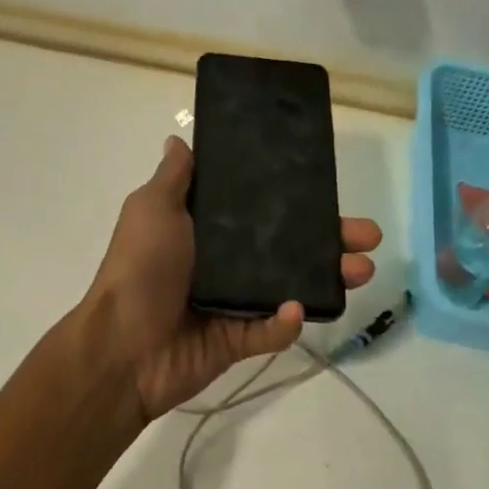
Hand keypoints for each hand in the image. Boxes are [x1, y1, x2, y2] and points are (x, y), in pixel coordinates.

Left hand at [83, 135, 381, 420]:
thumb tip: (178, 140)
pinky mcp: (237, 340)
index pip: (260, 210)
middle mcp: (224, 263)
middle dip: (330, 240)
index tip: (327, 188)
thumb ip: (173, 179)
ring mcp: (233, 303)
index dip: (295, 200)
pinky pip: (271, 330)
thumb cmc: (139, 269)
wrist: (122, 347)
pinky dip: (286, 322)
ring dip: (327, 278)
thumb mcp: (152, 210)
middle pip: (287, 248)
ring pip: (290, 286)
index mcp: (206, 230)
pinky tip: (296, 308)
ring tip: (361, 270)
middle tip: (367, 236)